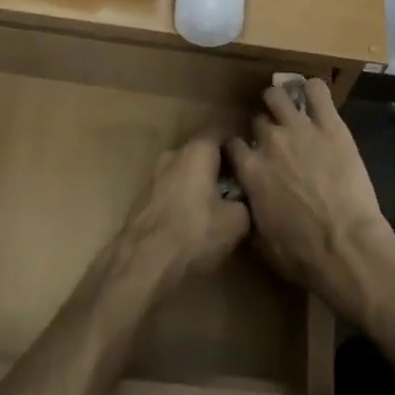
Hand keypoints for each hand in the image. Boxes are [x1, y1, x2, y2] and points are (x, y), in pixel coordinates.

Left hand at [119, 133, 251, 286]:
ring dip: (200, 183)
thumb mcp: (237, 221)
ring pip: (185, 172)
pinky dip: (184, 198)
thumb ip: (245, 201)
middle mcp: (173, 154)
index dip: (238, 142)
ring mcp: (153, 176)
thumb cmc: (194, 233)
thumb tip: (243, 200)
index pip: (222, 131)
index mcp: (197, 150)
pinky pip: (171, 190)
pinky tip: (194, 220)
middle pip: (202, 152)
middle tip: (239, 185)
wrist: (142, 263)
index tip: (252, 156)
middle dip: (220, 166)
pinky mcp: (142, 199)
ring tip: (218, 206)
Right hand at [224, 81, 394, 311]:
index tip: (244, 154)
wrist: (346, 246)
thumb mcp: (261, 242)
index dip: (237, 148)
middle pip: (257, 121)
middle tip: (274, 139)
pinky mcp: (331, 125)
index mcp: (250, 170)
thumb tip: (244, 202)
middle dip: (262, 129)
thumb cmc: (302, 254)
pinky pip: (318, 92)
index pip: (232, 144)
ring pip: (278, 96)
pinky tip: (314, 94)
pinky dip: (314, 89)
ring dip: (279, 101)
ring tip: (288, 107)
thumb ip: (248, 212)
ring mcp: (300, 129)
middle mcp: (270, 142)